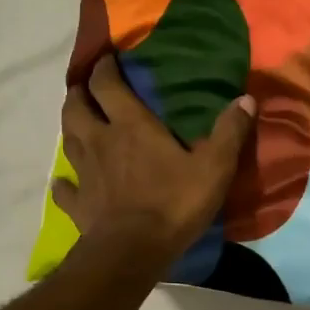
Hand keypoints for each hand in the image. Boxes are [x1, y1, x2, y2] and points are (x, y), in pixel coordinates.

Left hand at [52, 55, 257, 273]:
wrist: (133, 251)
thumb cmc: (174, 203)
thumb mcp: (214, 167)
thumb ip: (229, 132)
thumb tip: (247, 98)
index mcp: (130, 125)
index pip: (107, 85)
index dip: (104, 68)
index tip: (107, 58)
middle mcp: (99, 141)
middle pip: (76, 107)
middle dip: (79, 92)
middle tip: (85, 88)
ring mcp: (84, 173)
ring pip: (67, 140)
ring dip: (70, 127)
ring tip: (77, 123)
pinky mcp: (77, 204)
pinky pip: (64, 189)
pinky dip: (63, 183)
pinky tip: (63, 182)